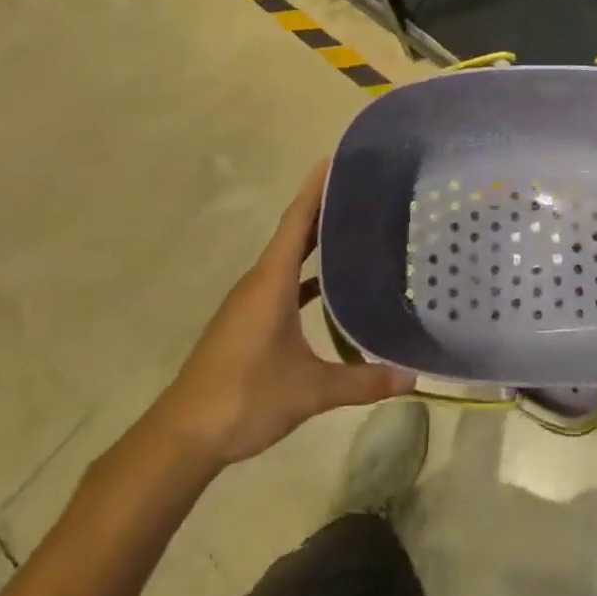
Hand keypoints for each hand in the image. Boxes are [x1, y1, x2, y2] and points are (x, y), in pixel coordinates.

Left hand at [150, 160, 414, 468]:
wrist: (183, 436)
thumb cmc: (245, 396)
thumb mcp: (310, 390)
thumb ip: (362, 381)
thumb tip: (412, 377)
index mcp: (271, 281)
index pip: (297, 220)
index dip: (315, 188)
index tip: (334, 159)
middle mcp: (259, 282)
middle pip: (293, 233)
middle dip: (322, 208)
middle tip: (360, 190)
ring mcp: (249, 302)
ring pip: (286, 259)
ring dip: (314, 241)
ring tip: (351, 229)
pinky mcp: (246, 322)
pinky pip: (281, 283)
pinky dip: (304, 276)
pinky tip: (327, 288)